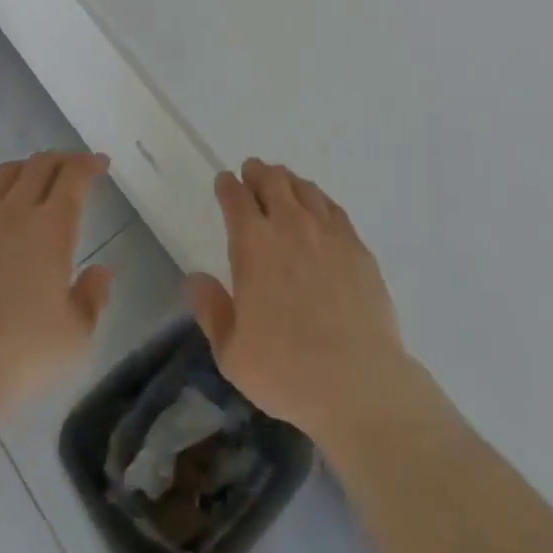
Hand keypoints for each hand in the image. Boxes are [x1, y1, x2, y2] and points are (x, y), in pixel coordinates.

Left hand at [0, 151, 112, 416]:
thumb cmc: (18, 357)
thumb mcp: (75, 337)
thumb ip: (93, 297)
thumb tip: (100, 270)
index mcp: (51, 228)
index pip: (73, 176)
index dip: (89, 164)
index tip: (100, 164)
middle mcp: (13, 213)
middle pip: (39, 165)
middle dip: (62, 160)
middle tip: (73, 169)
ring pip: (3, 175)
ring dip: (26, 169)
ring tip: (34, 180)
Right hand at [185, 159, 411, 439]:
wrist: (358, 381)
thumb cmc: (286, 371)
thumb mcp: (232, 353)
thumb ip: (211, 310)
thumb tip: (194, 279)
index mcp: (254, 246)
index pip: (237, 199)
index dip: (228, 186)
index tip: (224, 181)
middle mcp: (291, 226)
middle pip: (273, 182)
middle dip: (258, 172)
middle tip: (252, 171)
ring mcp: (328, 232)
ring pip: (305, 189)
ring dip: (288, 181)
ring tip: (282, 182)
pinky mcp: (356, 246)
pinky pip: (333, 208)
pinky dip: (318, 199)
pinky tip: (317, 207)